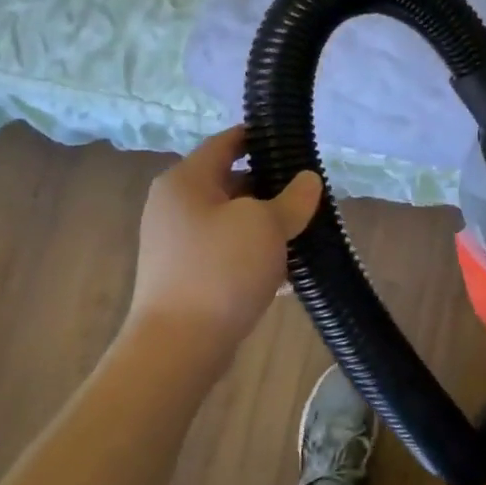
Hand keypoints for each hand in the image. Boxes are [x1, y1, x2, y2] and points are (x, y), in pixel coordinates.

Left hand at [126, 128, 322, 363]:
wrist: (179, 347)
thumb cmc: (221, 270)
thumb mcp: (266, 226)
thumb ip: (293, 199)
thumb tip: (308, 180)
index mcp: (186, 180)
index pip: (227, 141)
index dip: (260, 137)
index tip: (294, 142)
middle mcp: (176, 205)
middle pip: (231, 182)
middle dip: (272, 187)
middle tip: (310, 194)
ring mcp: (178, 243)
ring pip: (233, 220)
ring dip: (266, 224)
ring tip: (305, 232)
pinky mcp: (187, 275)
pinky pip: (227, 251)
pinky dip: (254, 254)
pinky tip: (287, 272)